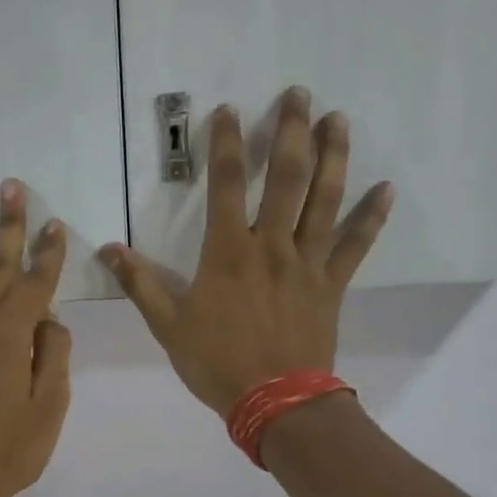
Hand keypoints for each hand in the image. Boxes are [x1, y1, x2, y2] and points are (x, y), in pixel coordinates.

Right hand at [98, 87, 392, 413]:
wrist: (277, 402)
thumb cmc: (218, 363)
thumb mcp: (168, 326)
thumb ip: (141, 284)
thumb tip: (108, 249)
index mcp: (229, 253)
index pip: (226, 186)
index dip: (226, 145)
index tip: (229, 110)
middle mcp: (272, 246)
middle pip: (286, 178)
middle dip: (292, 132)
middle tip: (300, 94)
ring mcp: (307, 263)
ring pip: (325, 200)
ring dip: (334, 157)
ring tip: (339, 120)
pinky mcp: (332, 284)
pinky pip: (356, 245)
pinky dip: (371, 217)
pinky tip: (387, 189)